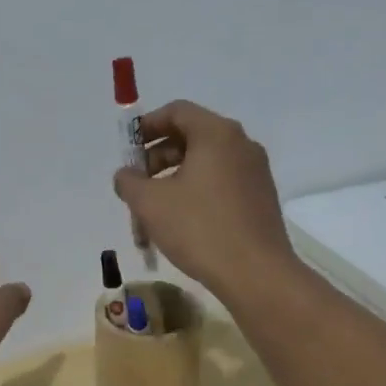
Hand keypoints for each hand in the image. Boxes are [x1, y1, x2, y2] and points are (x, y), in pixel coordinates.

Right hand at [113, 101, 296, 298]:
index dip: (147, 126)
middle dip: (156, 160)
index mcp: (216, 134)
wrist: (256, 274)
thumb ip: (129, 181)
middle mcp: (241, 145)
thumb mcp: (150, 203)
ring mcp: (254, 172)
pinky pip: (220, 184)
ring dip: (172, 182)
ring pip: (204, 165)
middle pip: (190, 138)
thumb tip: (126, 175)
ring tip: (152, 214)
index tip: (127, 150)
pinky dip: (194, 194)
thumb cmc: (199, 228)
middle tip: (136, 187)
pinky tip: (179, 225)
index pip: (177, 111)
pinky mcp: (260, 198)